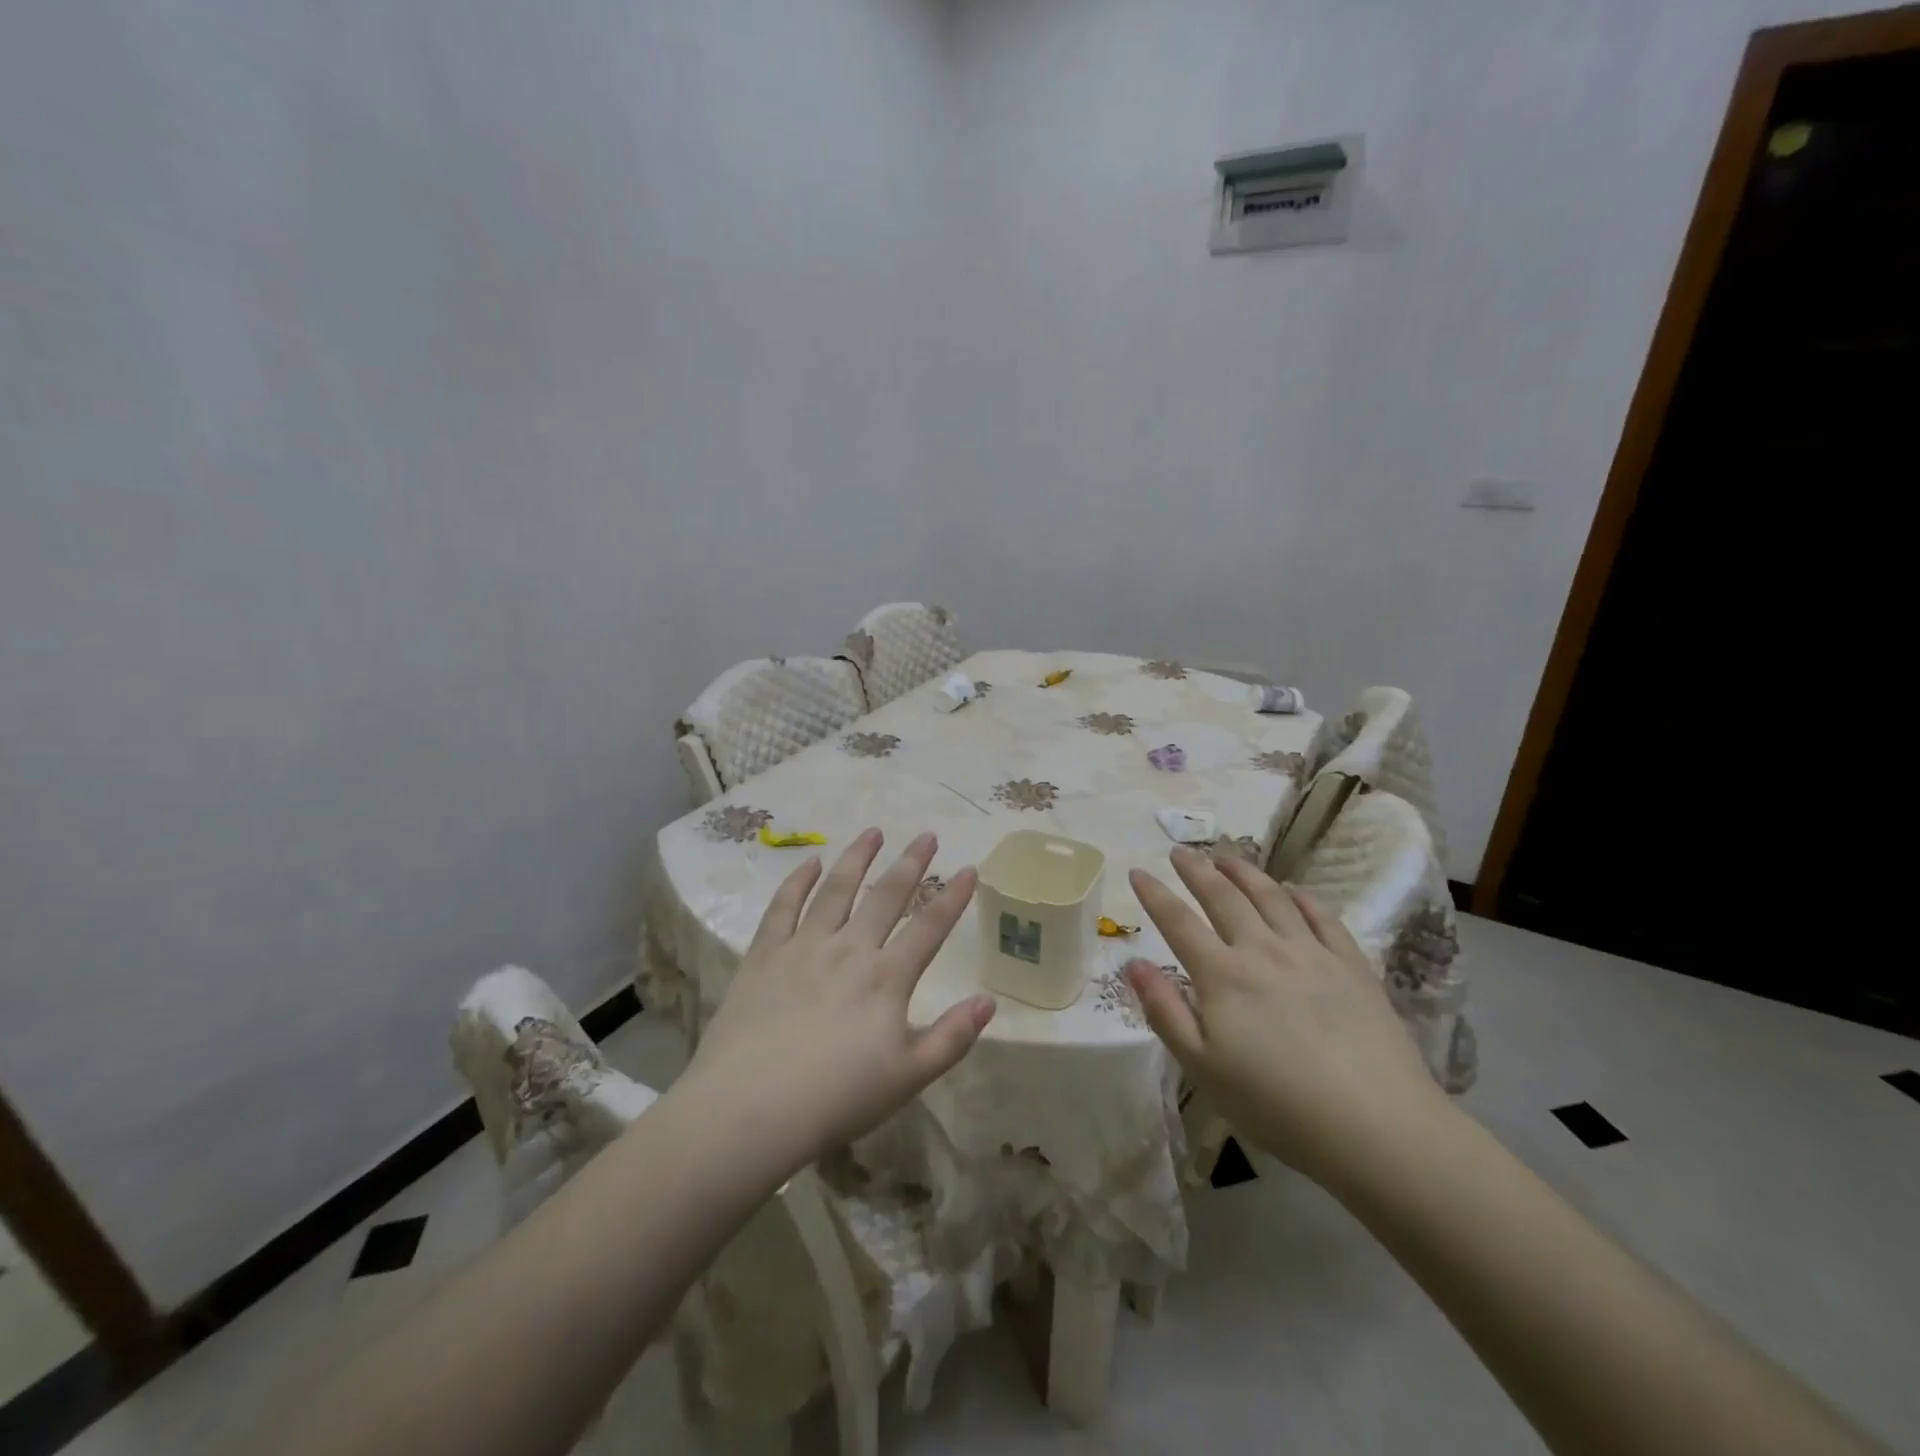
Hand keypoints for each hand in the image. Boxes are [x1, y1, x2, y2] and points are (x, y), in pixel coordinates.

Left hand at [684, 828, 993, 1165]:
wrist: (749, 1109)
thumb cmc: (836, 1099)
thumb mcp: (908, 1078)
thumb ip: (952, 1037)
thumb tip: (989, 1001)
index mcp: (886, 978)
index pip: (929, 927)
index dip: (953, 896)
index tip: (969, 868)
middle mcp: (849, 949)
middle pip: (886, 896)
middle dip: (910, 863)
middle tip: (927, 835)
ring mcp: (804, 947)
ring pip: (836, 889)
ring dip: (857, 858)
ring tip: (872, 832)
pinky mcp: (764, 954)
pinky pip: (783, 906)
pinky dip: (797, 880)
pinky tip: (809, 862)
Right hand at [1124, 846, 1448, 1188]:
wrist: (1377, 1127)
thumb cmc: (1277, 1105)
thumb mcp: (1202, 1068)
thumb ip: (1164, 1011)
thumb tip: (1133, 964)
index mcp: (1223, 975)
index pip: (1178, 922)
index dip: (1155, 895)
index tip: (1137, 871)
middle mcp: (1263, 950)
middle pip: (1223, 897)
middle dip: (1197, 870)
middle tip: (1181, 851)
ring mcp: (1311, 953)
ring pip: (1271, 896)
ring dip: (1244, 871)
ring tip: (1227, 854)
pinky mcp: (1352, 966)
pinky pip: (1322, 917)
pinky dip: (1302, 897)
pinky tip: (1293, 890)